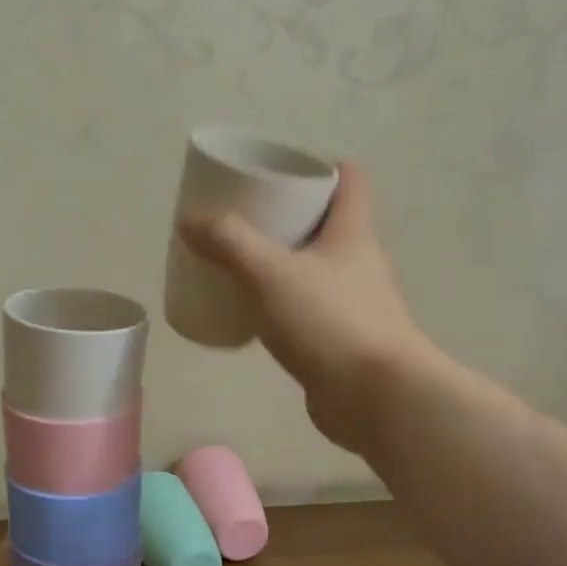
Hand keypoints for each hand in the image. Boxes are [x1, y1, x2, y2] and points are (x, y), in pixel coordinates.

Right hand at [179, 161, 432, 459]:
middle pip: (327, 223)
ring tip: (240, 262)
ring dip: (283, 261)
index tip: (281, 169)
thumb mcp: (269, 272)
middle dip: (288, 215)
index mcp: (352, 233)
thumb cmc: (330, 321)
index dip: (320, 166)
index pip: (349, 181)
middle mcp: (359, 262)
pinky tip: (253, 312)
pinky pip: (308, 308)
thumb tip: (190, 220)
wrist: (376, 399)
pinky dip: (282, 302)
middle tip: (244, 216)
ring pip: (315, 268)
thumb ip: (228, 242)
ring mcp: (354, 303)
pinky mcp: (342, 340)